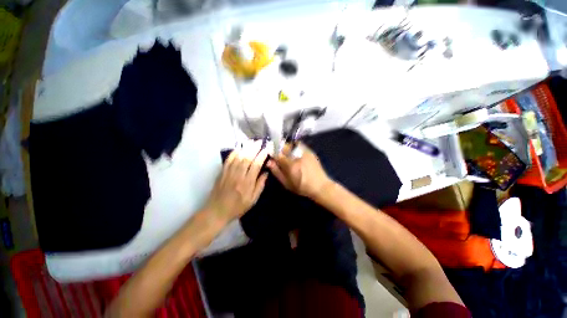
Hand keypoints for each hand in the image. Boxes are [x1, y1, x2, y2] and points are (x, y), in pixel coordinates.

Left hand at [205, 142, 267, 222]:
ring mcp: (228, 173)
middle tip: (260, 142)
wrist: (217, 211)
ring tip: (251, 142)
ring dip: (245, 148)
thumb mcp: (253, 200)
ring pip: (238, 157)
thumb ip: (260, 185)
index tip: (266, 150)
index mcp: (247, 183)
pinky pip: (228, 160)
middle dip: (254, 149)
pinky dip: (234, 153)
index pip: (255, 166)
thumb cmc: (237, 207)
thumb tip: (266, 172)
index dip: (261, 156)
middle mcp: (238, 176)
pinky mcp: (222, 172)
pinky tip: (239, 148)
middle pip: (247, 158)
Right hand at [267, 143, 332, 198]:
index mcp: (290, 164)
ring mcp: (305, 152)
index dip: (273, 154)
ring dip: (288, 148)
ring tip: (289, 156)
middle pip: (284, 146)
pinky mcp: (310, 151)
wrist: (320, 186)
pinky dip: (295, 148)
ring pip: (292, 144)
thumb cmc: (302, 187)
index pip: (277, 154)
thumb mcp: (287, 183)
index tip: (273, 158)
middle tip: (281, 157)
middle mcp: (297, 155)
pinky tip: (297, 156)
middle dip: (280, 150)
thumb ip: (277, 172)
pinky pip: (299, 145)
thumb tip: (269, 162)